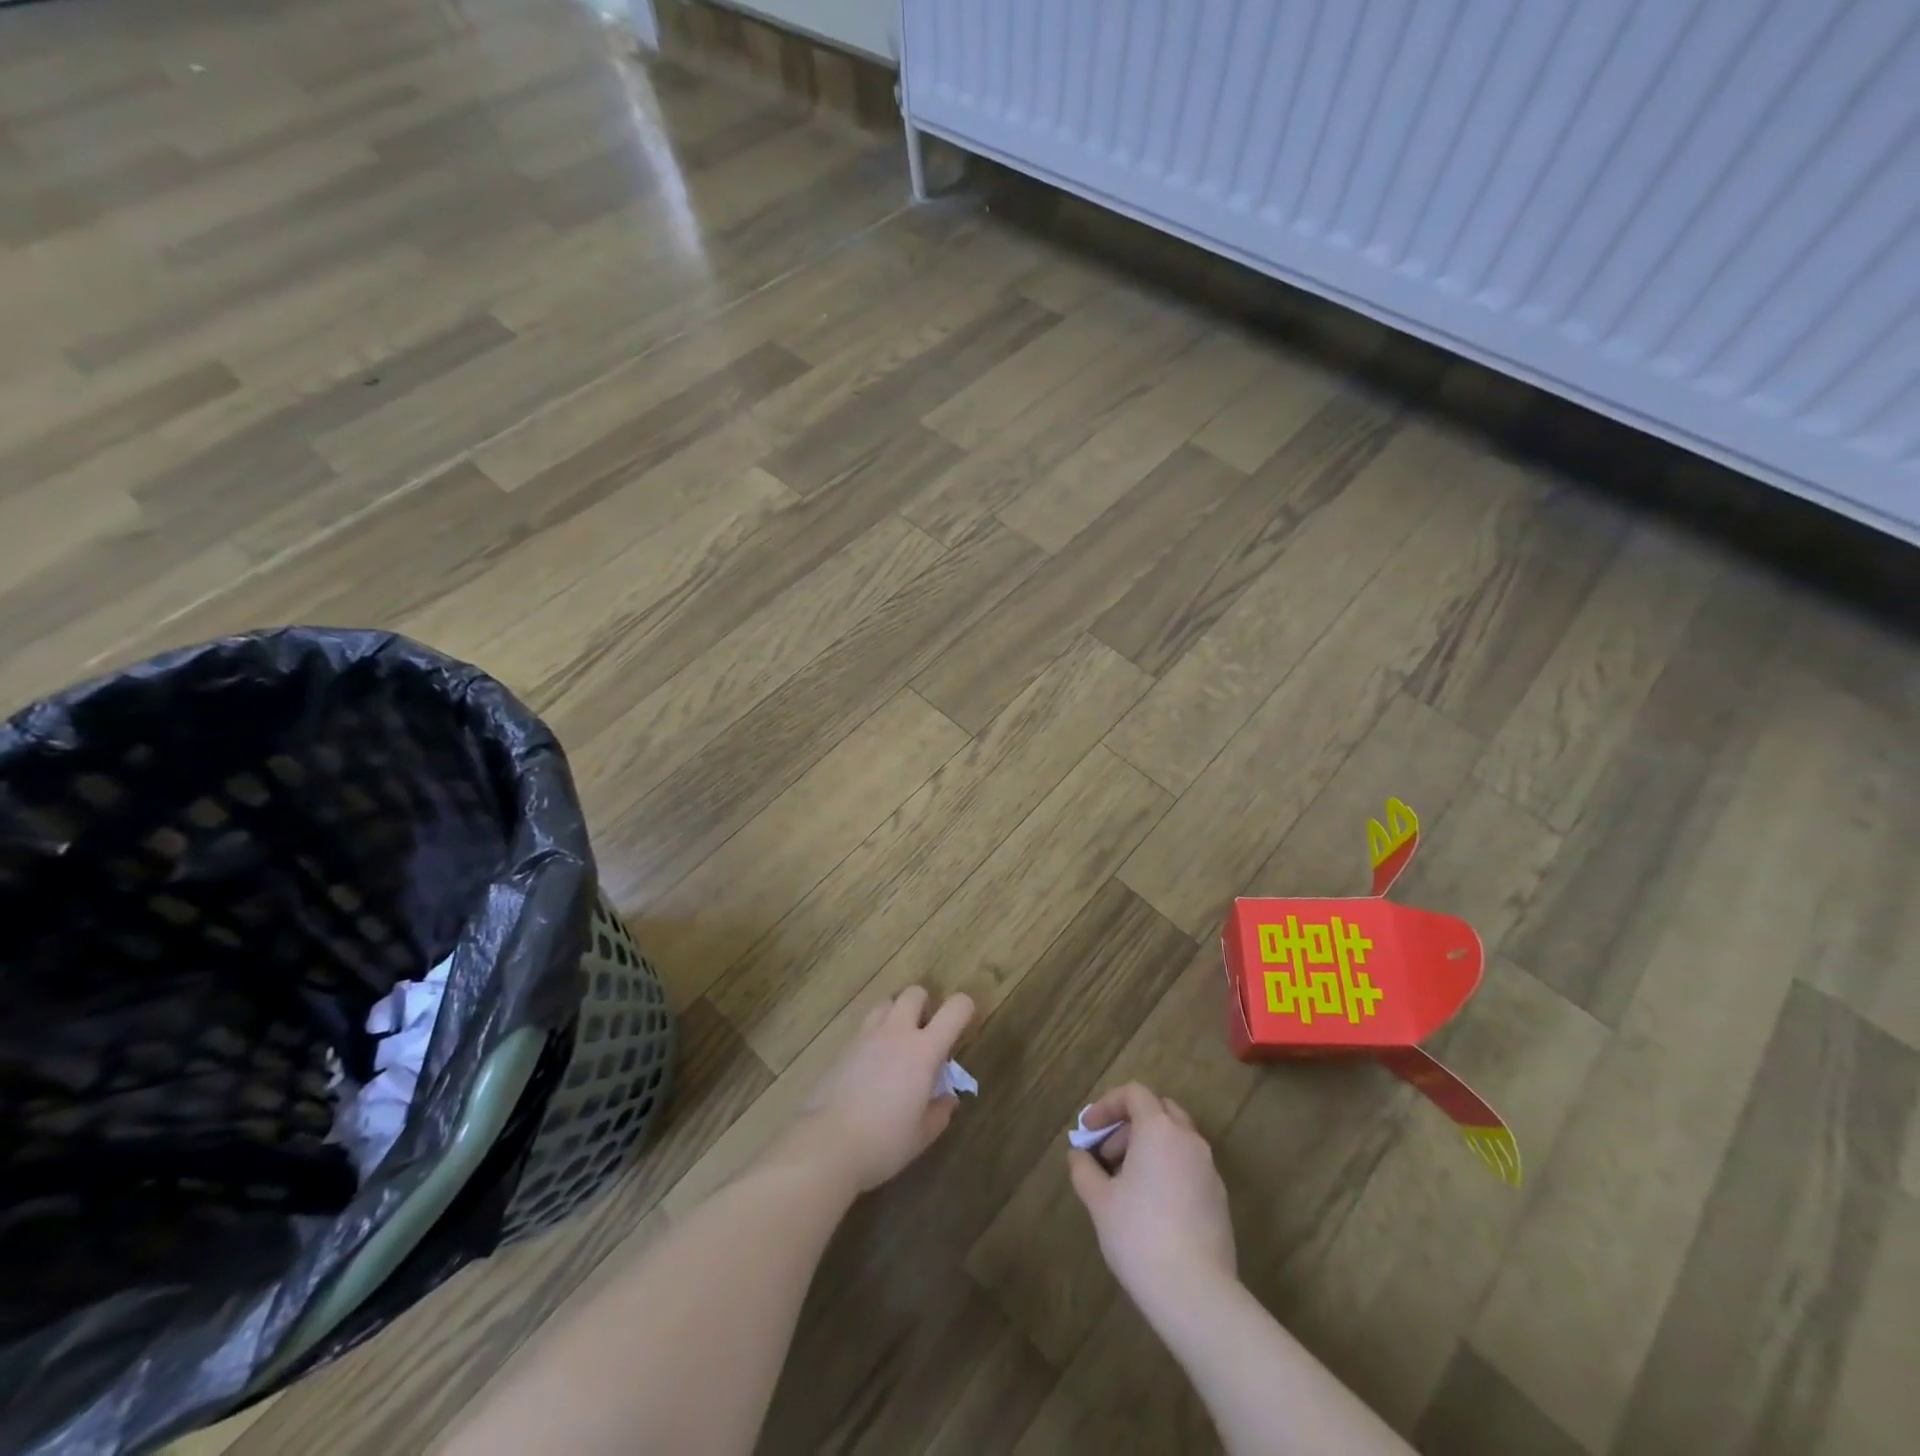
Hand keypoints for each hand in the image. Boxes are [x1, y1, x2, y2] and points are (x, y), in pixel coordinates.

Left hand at [794, 987, 974, 1192]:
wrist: (827, 1144)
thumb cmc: (884, 1142)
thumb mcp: (922, 1134)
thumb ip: (940, 1111)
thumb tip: (947, 1097)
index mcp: (923, 1050)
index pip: (955, 1008)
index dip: (965, 1009)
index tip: (964, 1025)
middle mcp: (896, 1033)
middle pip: (915, 992)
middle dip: (925, 1005)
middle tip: (926, 1036)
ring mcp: (866, 1037)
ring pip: (886, 1003)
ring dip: (897, 1015)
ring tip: (897, 1046)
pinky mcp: (843, 1048)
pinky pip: (865, 1027)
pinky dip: (875, 1036)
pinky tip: (872, 1067)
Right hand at [1067, 1083, 1236, 1318]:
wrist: (1196, 1293)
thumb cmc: (1140, 1235)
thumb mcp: (1099, 1201)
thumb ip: (1084, 1169)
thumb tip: (1078, 1155)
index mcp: (1159, 1129)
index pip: (1134, 1094)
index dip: (1107, 1105)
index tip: (1088, 1130)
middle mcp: (1188, 1139)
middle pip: (1158, 1111)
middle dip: (1129, 1125)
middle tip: (1106, 1155)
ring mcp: (1209, 1169)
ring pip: (1176, 1139)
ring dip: (1149, 1147)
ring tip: (1126, 1182)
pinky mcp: (1219, 1198)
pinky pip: (1189, 1166)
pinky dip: (1168, 1169)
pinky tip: (1152, 1206)